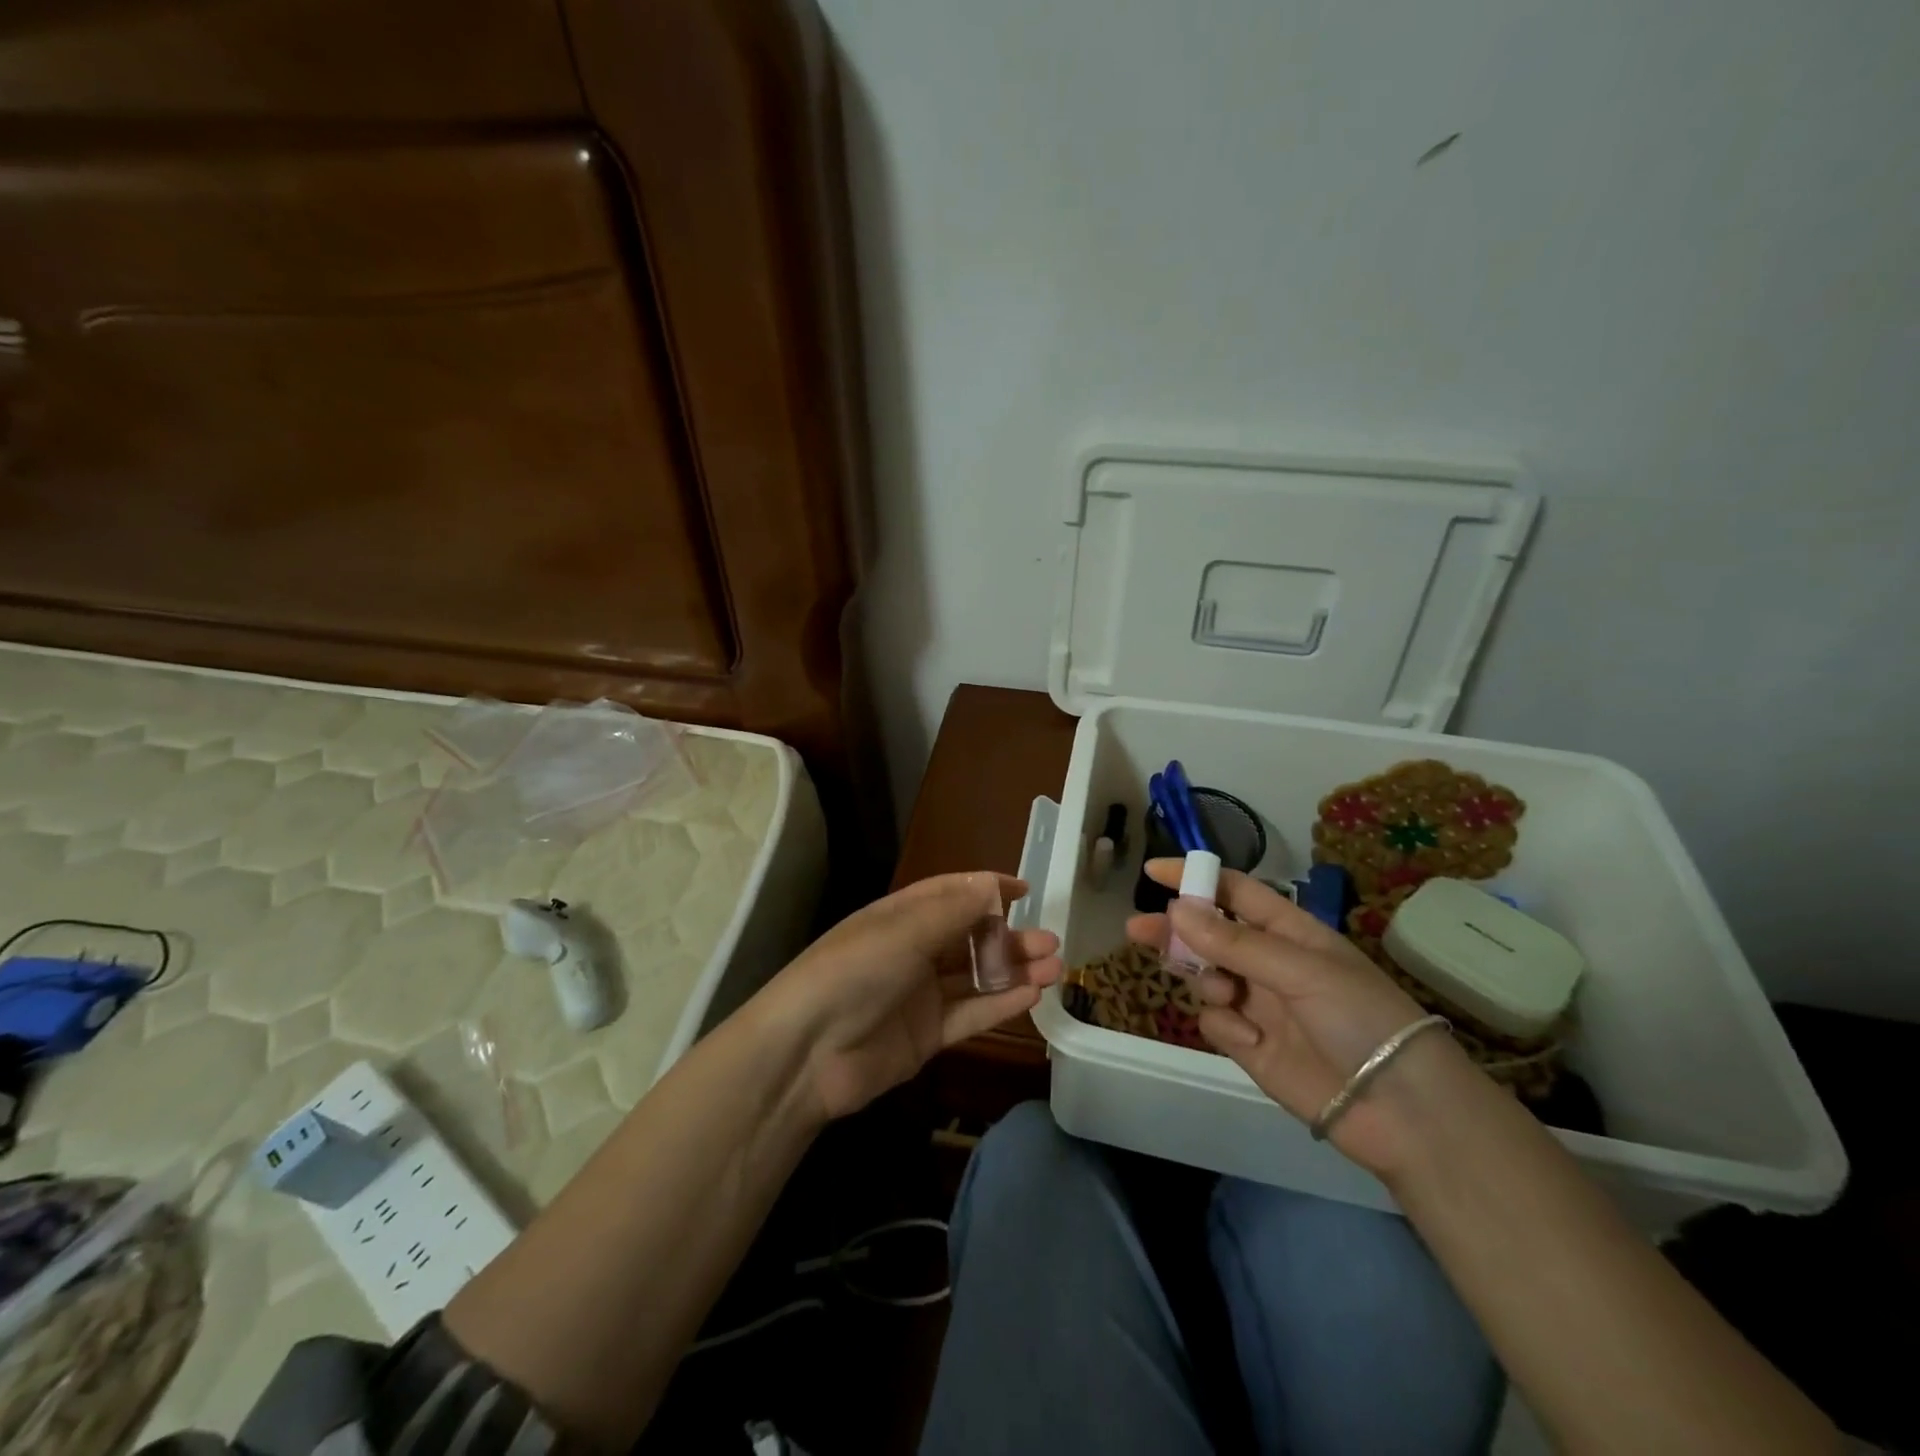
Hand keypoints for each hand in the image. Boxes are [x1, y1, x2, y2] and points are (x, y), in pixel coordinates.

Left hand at [765, 872, 1062, 1120]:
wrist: (806, 1052)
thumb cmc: (854, 972)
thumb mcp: (903, 931)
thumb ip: (953, 912)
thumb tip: (992, 884)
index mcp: (900, 917)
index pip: (951, 893)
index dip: (986, 889)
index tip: (1025, 889)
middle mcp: (912, 951)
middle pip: (970, 938)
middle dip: (1009, 937)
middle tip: (1050, 941)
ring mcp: (920, 995)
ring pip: (975, 978)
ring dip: (1013, 971)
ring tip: (1054, 967)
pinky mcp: (926, 1036)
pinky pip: (969, 1014)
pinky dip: (1000, 1004)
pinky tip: (1031, 995)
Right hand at [1128, 859, 1472, 1175]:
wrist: (1400, 1111)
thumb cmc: (1360, 1017)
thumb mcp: (1300, 969)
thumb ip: (1234, 942)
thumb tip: (1176, 909)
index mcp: (1290, 932)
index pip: (1235, 893)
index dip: (1196, 879)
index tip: (1153, 872)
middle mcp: (1270, 963)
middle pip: (1209, 934)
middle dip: (1175, 931)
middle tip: (1136, 929)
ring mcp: (1259, 1005)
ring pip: (1205, 976)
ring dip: (1203, 978)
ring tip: (1223, 993)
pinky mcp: (1251, 1046)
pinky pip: (1215, 1021)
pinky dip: (1223, 1026)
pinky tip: (1250, 1040)